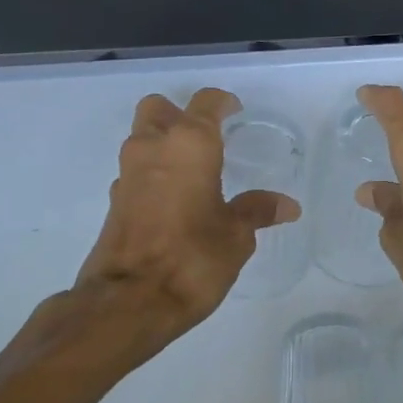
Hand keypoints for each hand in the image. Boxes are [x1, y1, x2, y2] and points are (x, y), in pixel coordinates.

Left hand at [74, 89, 300, 337]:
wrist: (130, 300)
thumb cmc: (193, 258)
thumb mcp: (236, 236)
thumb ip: (258, 211)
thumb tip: (287, 205)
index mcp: (189, 144)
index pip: (205, 103)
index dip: (222, 103)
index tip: (235, 111)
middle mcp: (152, 147)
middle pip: (159, 109)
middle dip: (180, 115)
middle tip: (206, 138)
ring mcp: (128, 173)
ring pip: (142, 137)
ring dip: (163, 144)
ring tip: (194, 171)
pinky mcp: (114, 200)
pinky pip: (136, 171)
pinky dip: (152, 174)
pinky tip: (173, 200)